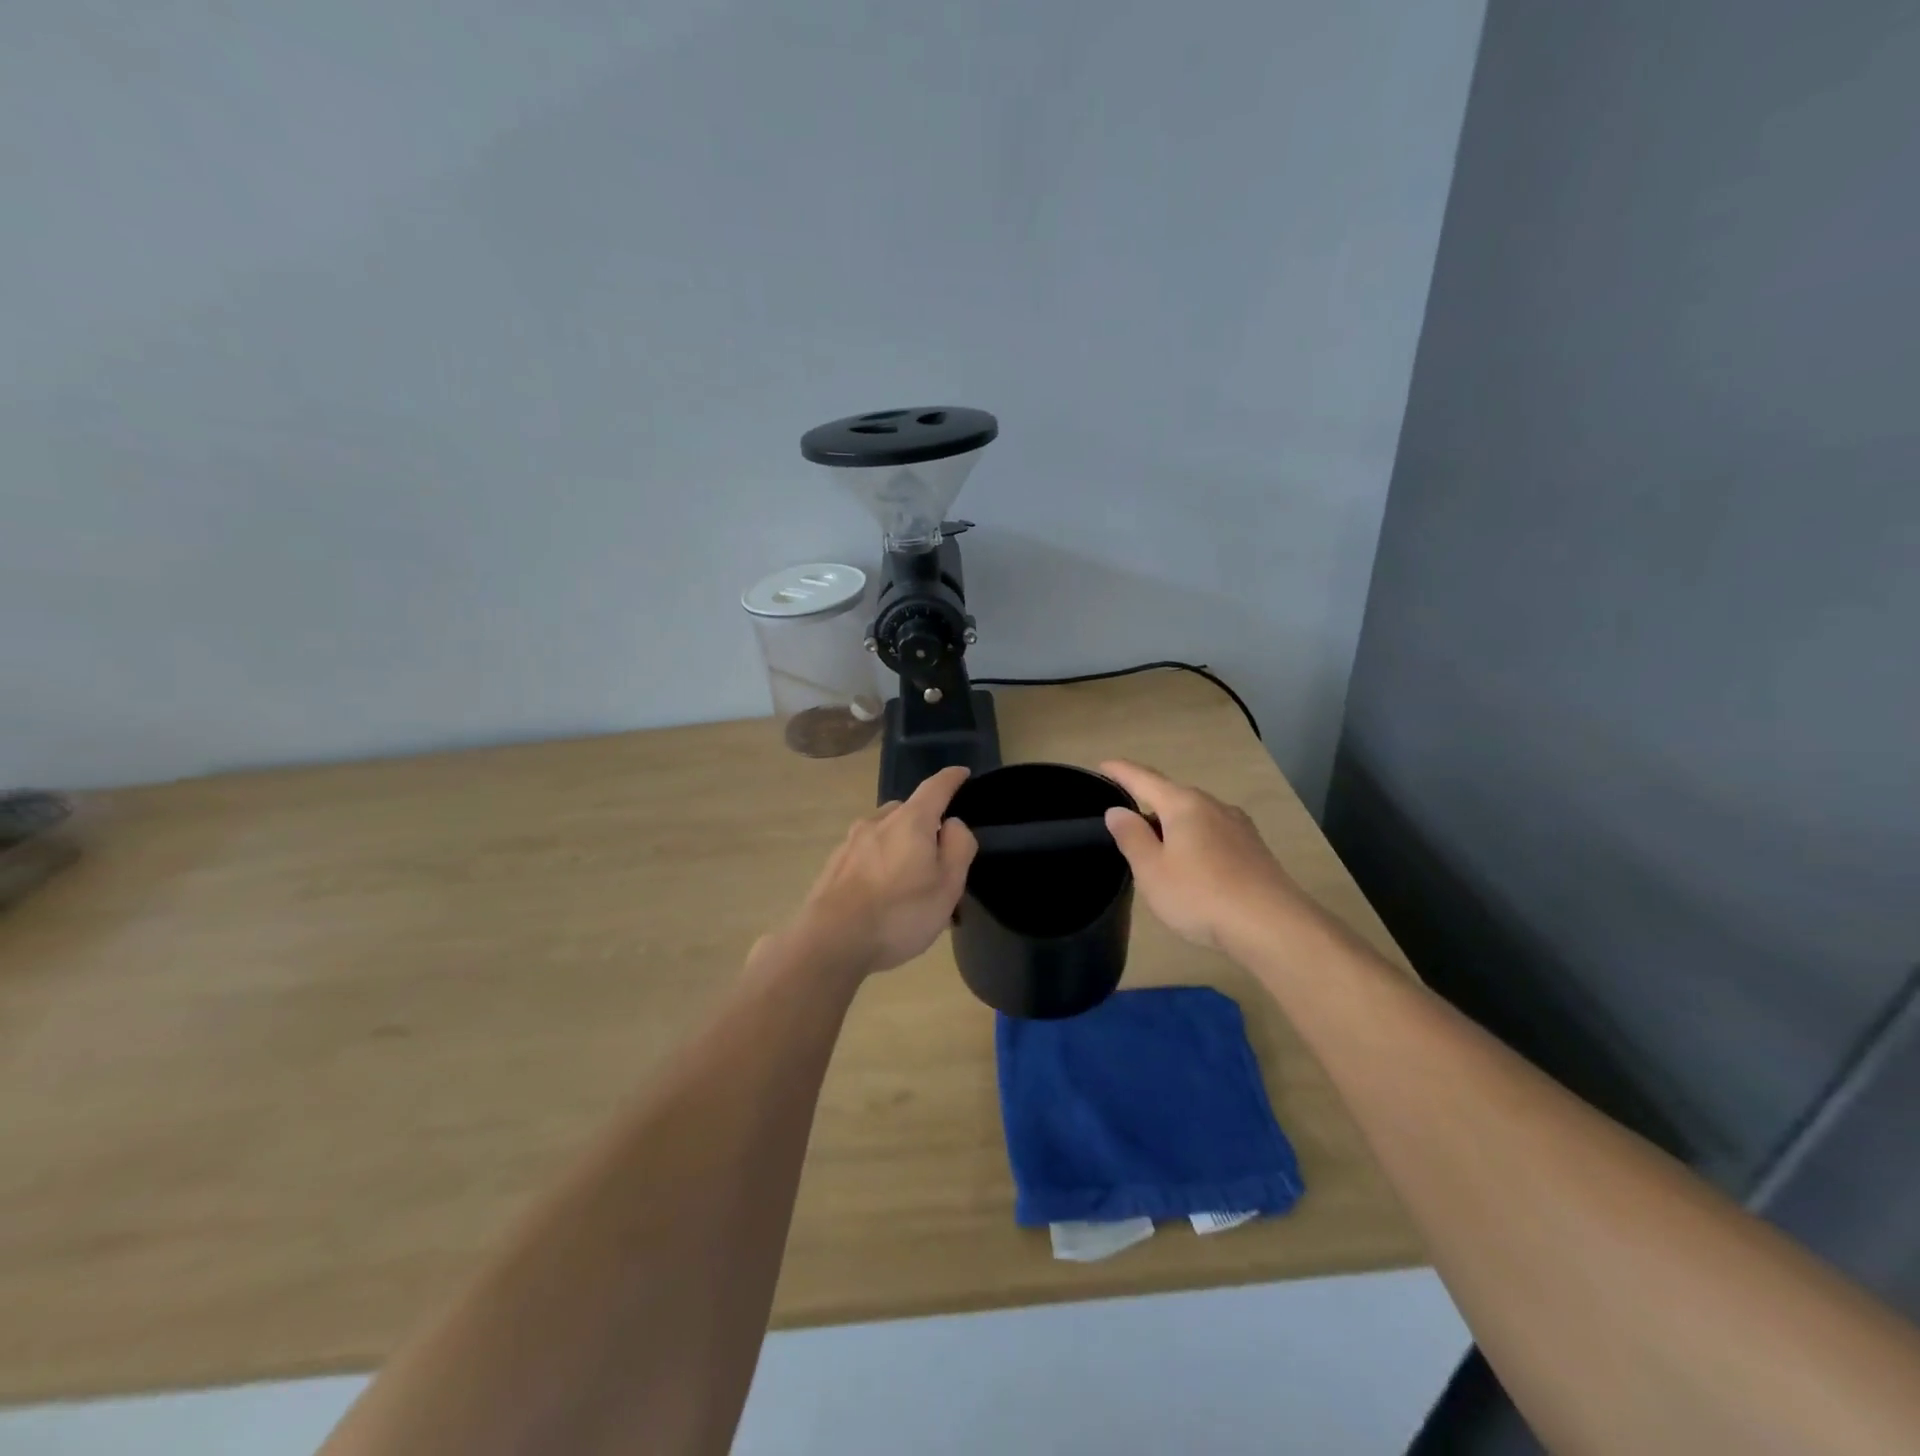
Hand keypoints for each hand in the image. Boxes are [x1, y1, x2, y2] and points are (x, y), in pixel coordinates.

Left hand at [785, 765, 978, 977]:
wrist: (830, 941)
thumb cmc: (899, 913)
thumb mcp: (948, 885)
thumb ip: (958, 847)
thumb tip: (951, 824)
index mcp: (910, 821)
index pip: (935, 787)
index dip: (952, 779)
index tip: (962, 773)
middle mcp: (877, 822)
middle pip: (908, 811)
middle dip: (925, 825)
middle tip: (938, 858)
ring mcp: (850, 843)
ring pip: (884, 834)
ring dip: (900, 848)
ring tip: (909, 884)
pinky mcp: (834, 865)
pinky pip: (866, 856)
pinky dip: (879, 866)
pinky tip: (882, 896)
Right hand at [1100, 759, 1312, 954]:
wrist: (1273, 926)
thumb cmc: (1201, 895)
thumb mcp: (1152, 870)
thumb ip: (1132, 837)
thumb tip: (1118, 810)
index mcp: (1183, 804)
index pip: (1144, 779)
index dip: (1121, 771)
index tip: (1103, 764)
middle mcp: (1213, 806)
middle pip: (1173, 796)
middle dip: (1149, 802)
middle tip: (1126, 820)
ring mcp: (1238, 826)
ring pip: (1196, 816)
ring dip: (1173, 825)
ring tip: (1157, 847)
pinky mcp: (1254, 850)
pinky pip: (1214, 834)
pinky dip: (1194, 840)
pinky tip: (1193, 864)